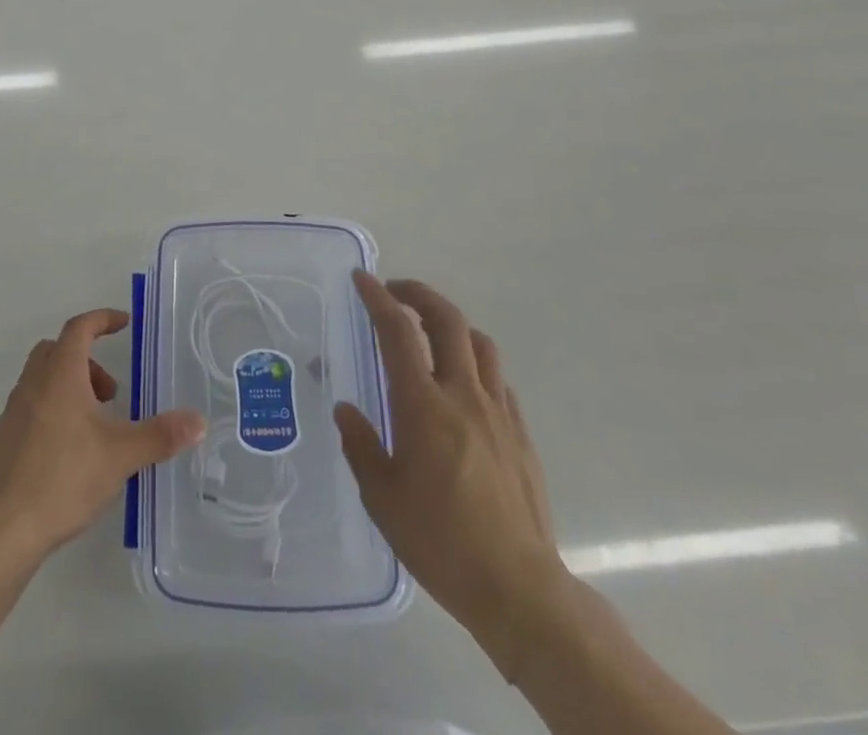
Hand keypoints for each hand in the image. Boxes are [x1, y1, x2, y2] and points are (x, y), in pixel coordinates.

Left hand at [0, 309, 204, 560]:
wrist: (2, 530)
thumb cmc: (62, 478)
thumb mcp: (120, 455)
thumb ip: (160, 435)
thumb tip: (199, 421)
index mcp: (60, 374)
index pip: (80, 327)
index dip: (103, 319)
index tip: (125, 323)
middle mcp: (33, 384)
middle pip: (58, 350)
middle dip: (88, 359)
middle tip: (111, 392)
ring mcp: (14, 412)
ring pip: (43, 378)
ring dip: (71, 386)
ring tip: (97, 425)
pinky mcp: (5, 440)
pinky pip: (33, 405)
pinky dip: (55, 409)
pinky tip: (72, 450)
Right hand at [334, 272, 574, 681]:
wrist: (518, 588)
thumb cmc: (440, 541)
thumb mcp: (382, 498)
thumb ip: (362, 446)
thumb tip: (346, 409)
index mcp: (423, 405)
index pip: (398, 331)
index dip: (378, 298)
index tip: (362, 279)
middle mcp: (463, 395)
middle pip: (448, 320)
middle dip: (420, 294)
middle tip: (396, 292)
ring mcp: (498, 412)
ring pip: (480, 344)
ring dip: (452, 325)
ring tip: (431, 333)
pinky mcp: (521, 435)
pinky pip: (498, 381)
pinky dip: (476, 365)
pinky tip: (464, 387)